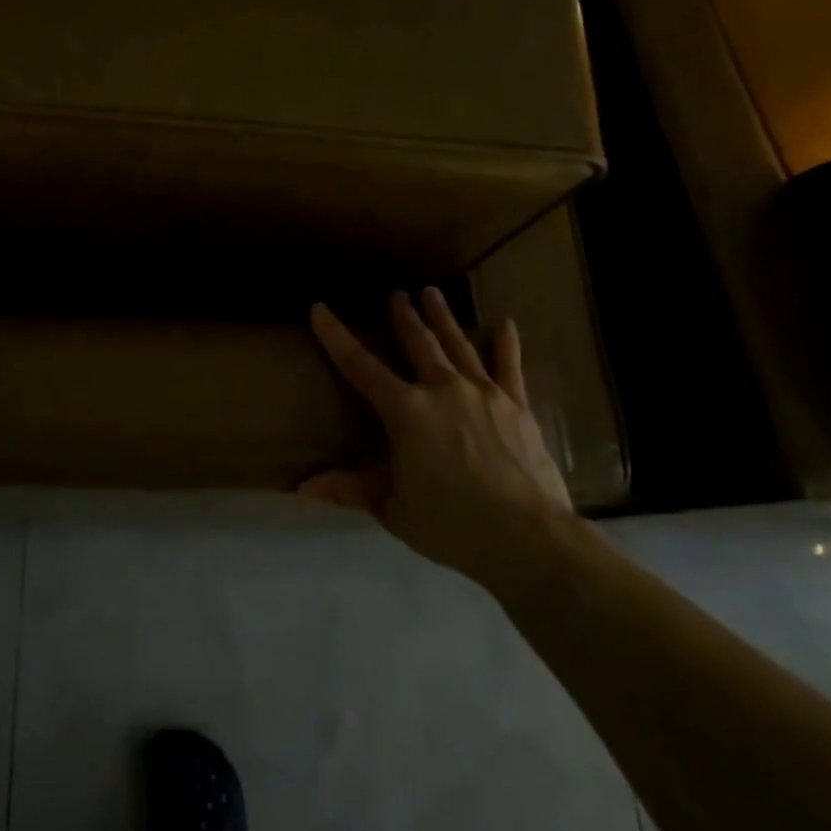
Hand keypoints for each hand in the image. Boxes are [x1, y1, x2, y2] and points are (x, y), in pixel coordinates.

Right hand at [304, 289, 571, 577]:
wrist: (527, 538)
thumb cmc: (451, 524)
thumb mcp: (393, 509)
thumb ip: (351, 489)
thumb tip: (303, 486)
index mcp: (406, 412)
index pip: (360, 366)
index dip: (336, 337)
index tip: (321, 308)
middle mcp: (442, 389)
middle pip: (418, 344)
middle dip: (403, 316)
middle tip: (396, 294)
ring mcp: (483, 394)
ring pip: (458, 345)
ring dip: (443, 318)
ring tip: (432, 293)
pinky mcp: (517, 406)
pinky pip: (509, 367)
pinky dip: (506, 344)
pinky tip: (505, 324)